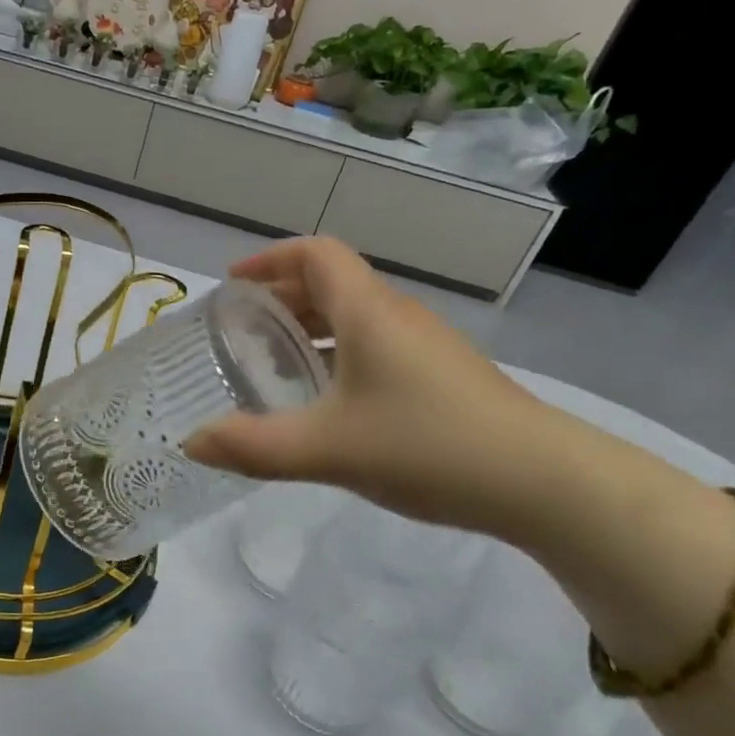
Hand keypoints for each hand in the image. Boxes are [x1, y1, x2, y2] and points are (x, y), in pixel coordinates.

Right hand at [184, 237, 552, 534]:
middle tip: (242, 329)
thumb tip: (190, 444)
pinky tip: (328, 401)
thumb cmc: (427, 446)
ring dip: (310, 328)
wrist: (544, 482)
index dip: (270, 259)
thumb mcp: (327, 449)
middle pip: (332, 283)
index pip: (316, 254)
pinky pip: (376, 345)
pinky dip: (338, 354)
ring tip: (275, 363)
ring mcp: (425, 346)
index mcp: (368, 312)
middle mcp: (397, 316)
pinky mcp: (441, 376)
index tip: (233, 283)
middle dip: (281, 297)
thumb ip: (253, 447)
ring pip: (355, 317)